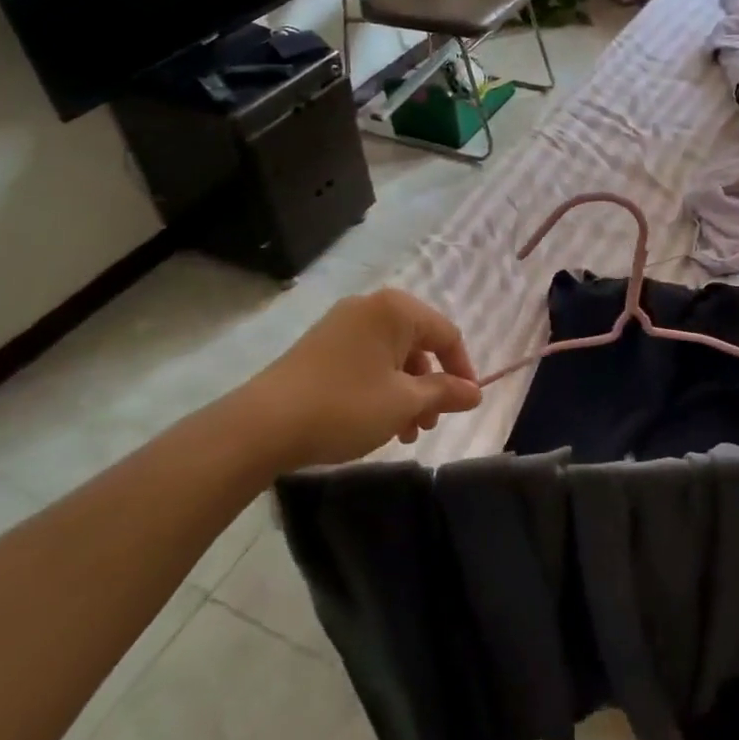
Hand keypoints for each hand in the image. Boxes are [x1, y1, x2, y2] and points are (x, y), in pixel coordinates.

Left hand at [229, 289, 481, 472]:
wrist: (263, 425)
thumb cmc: (346, 406)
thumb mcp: (404, 403)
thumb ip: (444, 393)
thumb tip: (475, 392)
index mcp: (396, 310)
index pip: (447, 334)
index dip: (462, 370)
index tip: (466, 404)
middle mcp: (370, 307)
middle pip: (418, 344)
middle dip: (430, 386)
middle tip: (429, 423)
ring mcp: (342, 324)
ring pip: (392, 356)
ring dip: (406, 392)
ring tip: (404, 432)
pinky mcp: (321, 345)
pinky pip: (367, 360)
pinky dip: (381, 387)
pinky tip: (377, 422)